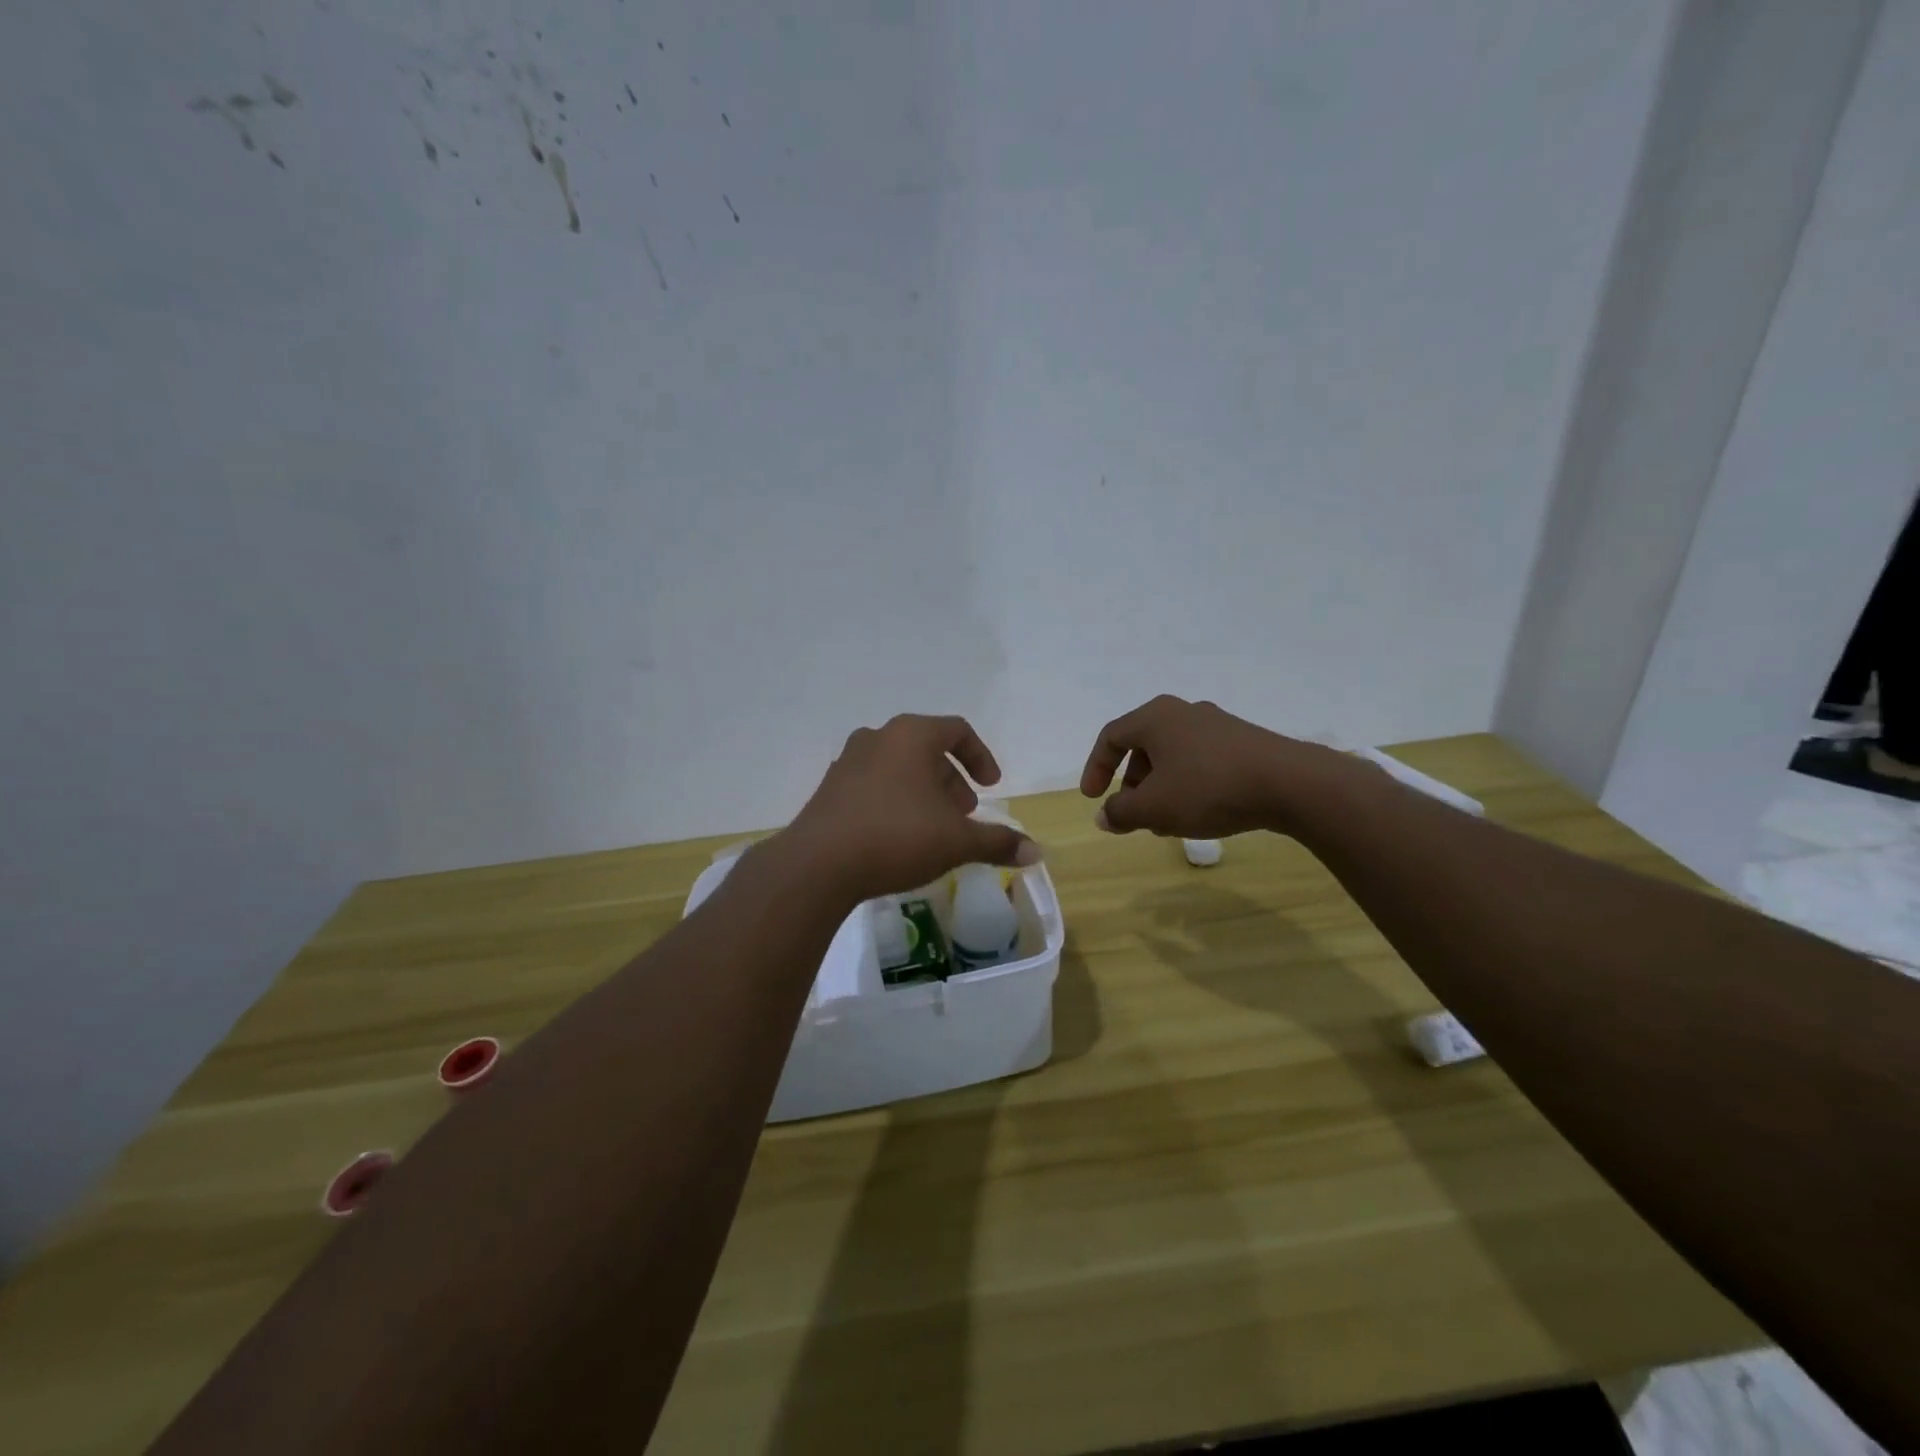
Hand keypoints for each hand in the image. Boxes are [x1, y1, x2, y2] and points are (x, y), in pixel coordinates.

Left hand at [786, 715, 1039, 901]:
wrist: (817, 865)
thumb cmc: (897, 837)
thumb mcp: (956, 841)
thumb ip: (997, 842)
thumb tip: (1036, 851)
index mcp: (912, 735)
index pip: (957, 730)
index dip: (981, 757)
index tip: (992, 787)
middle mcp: (878, 738)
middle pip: (926, 748)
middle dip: (951, 779)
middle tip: (964, 812)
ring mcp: (848, 762)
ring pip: (898, 767)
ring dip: (923, 791)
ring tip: (933, 827)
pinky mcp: (829, 789)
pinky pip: (873, 785)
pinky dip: (894, 800)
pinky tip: (897, 836)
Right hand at [1080, 695, 1363, 837]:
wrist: (1290, 784)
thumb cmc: (1208, 788)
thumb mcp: (1154, 807)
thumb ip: (1121, 812)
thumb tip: (1103, 816)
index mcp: (1155, 718)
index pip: (1111, 737)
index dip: (1096, 768)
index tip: (1093, 798)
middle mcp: (1183, 713)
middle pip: (1143, 745)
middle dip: (1132, 783)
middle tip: (1132, 813)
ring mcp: (1217, 725)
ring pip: (1173, 756)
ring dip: (1160, 788)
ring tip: (1165, 822)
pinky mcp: (1243, 742)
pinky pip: (1200, 761)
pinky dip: (1187, 785)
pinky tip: (1198, 813)